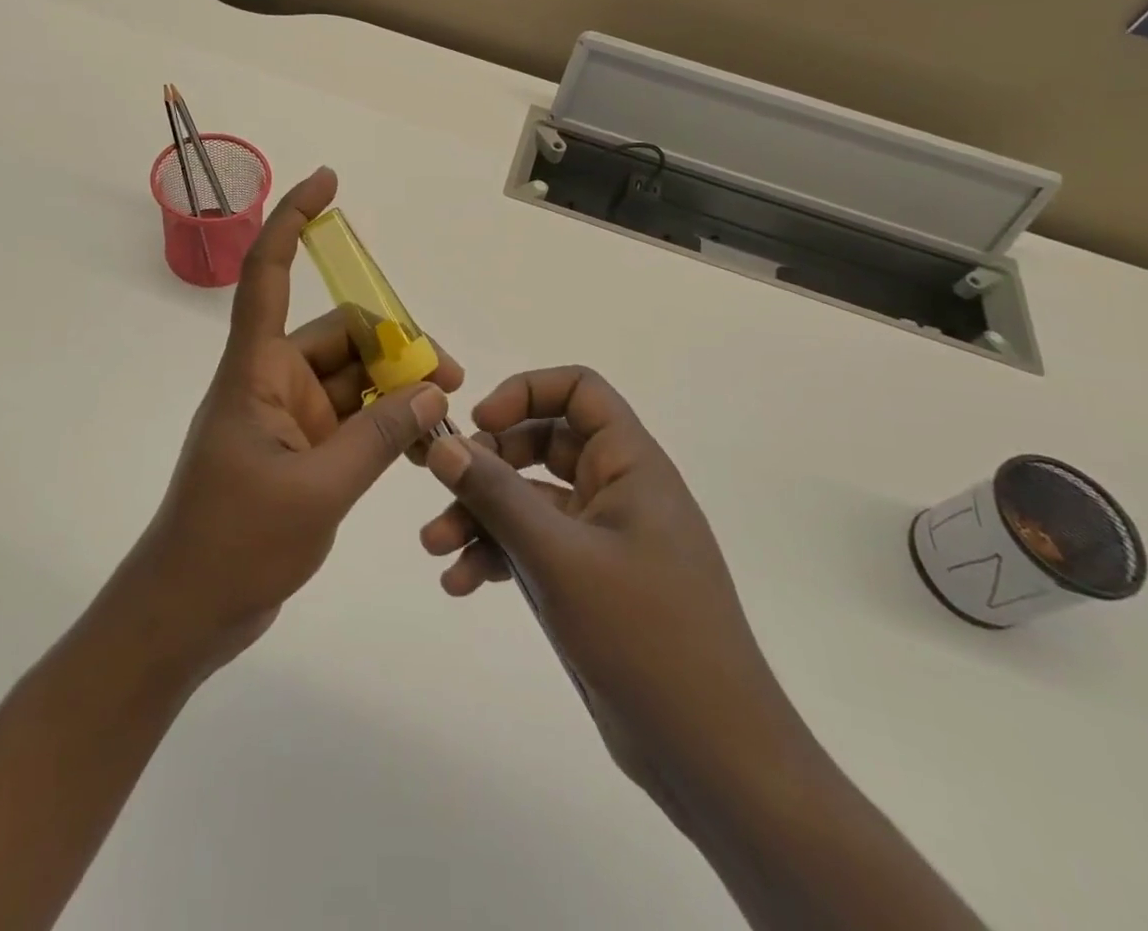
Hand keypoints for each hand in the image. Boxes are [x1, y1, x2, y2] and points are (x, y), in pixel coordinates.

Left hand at [115, 167, 462, 678]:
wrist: (188, 614)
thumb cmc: (234, 544)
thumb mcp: (318, 491)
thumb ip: (380, 438)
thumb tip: (433, 390)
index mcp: (255, 371)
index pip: (268, 273)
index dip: (292, 220)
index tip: (327, 181)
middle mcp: (271, 381)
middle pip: (341, 334)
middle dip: (396, 346)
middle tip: (450, 380)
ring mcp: (288, 418)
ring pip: (353, 377)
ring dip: (396, 388)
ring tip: (445, 416)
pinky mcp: (302, 451)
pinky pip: (353, 417)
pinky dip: (386, 422)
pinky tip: (421, 443)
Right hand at [417, 367, 796, 813]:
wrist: (711, 756)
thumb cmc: (645, 636)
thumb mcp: (559, 558)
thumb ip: (497, 496)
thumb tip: (443, 445)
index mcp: (630, 464)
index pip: (580, 391)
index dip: (526, 392)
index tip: (480, 423)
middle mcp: (617, 489)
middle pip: (542, 443)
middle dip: (487, 463)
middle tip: (444, 485)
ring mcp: (602, 538)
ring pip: (529, 500)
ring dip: (480, 515)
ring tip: (435, 548)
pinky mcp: (589, 581)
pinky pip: (533, 545)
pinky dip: (497, 555)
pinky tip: (462, 583)